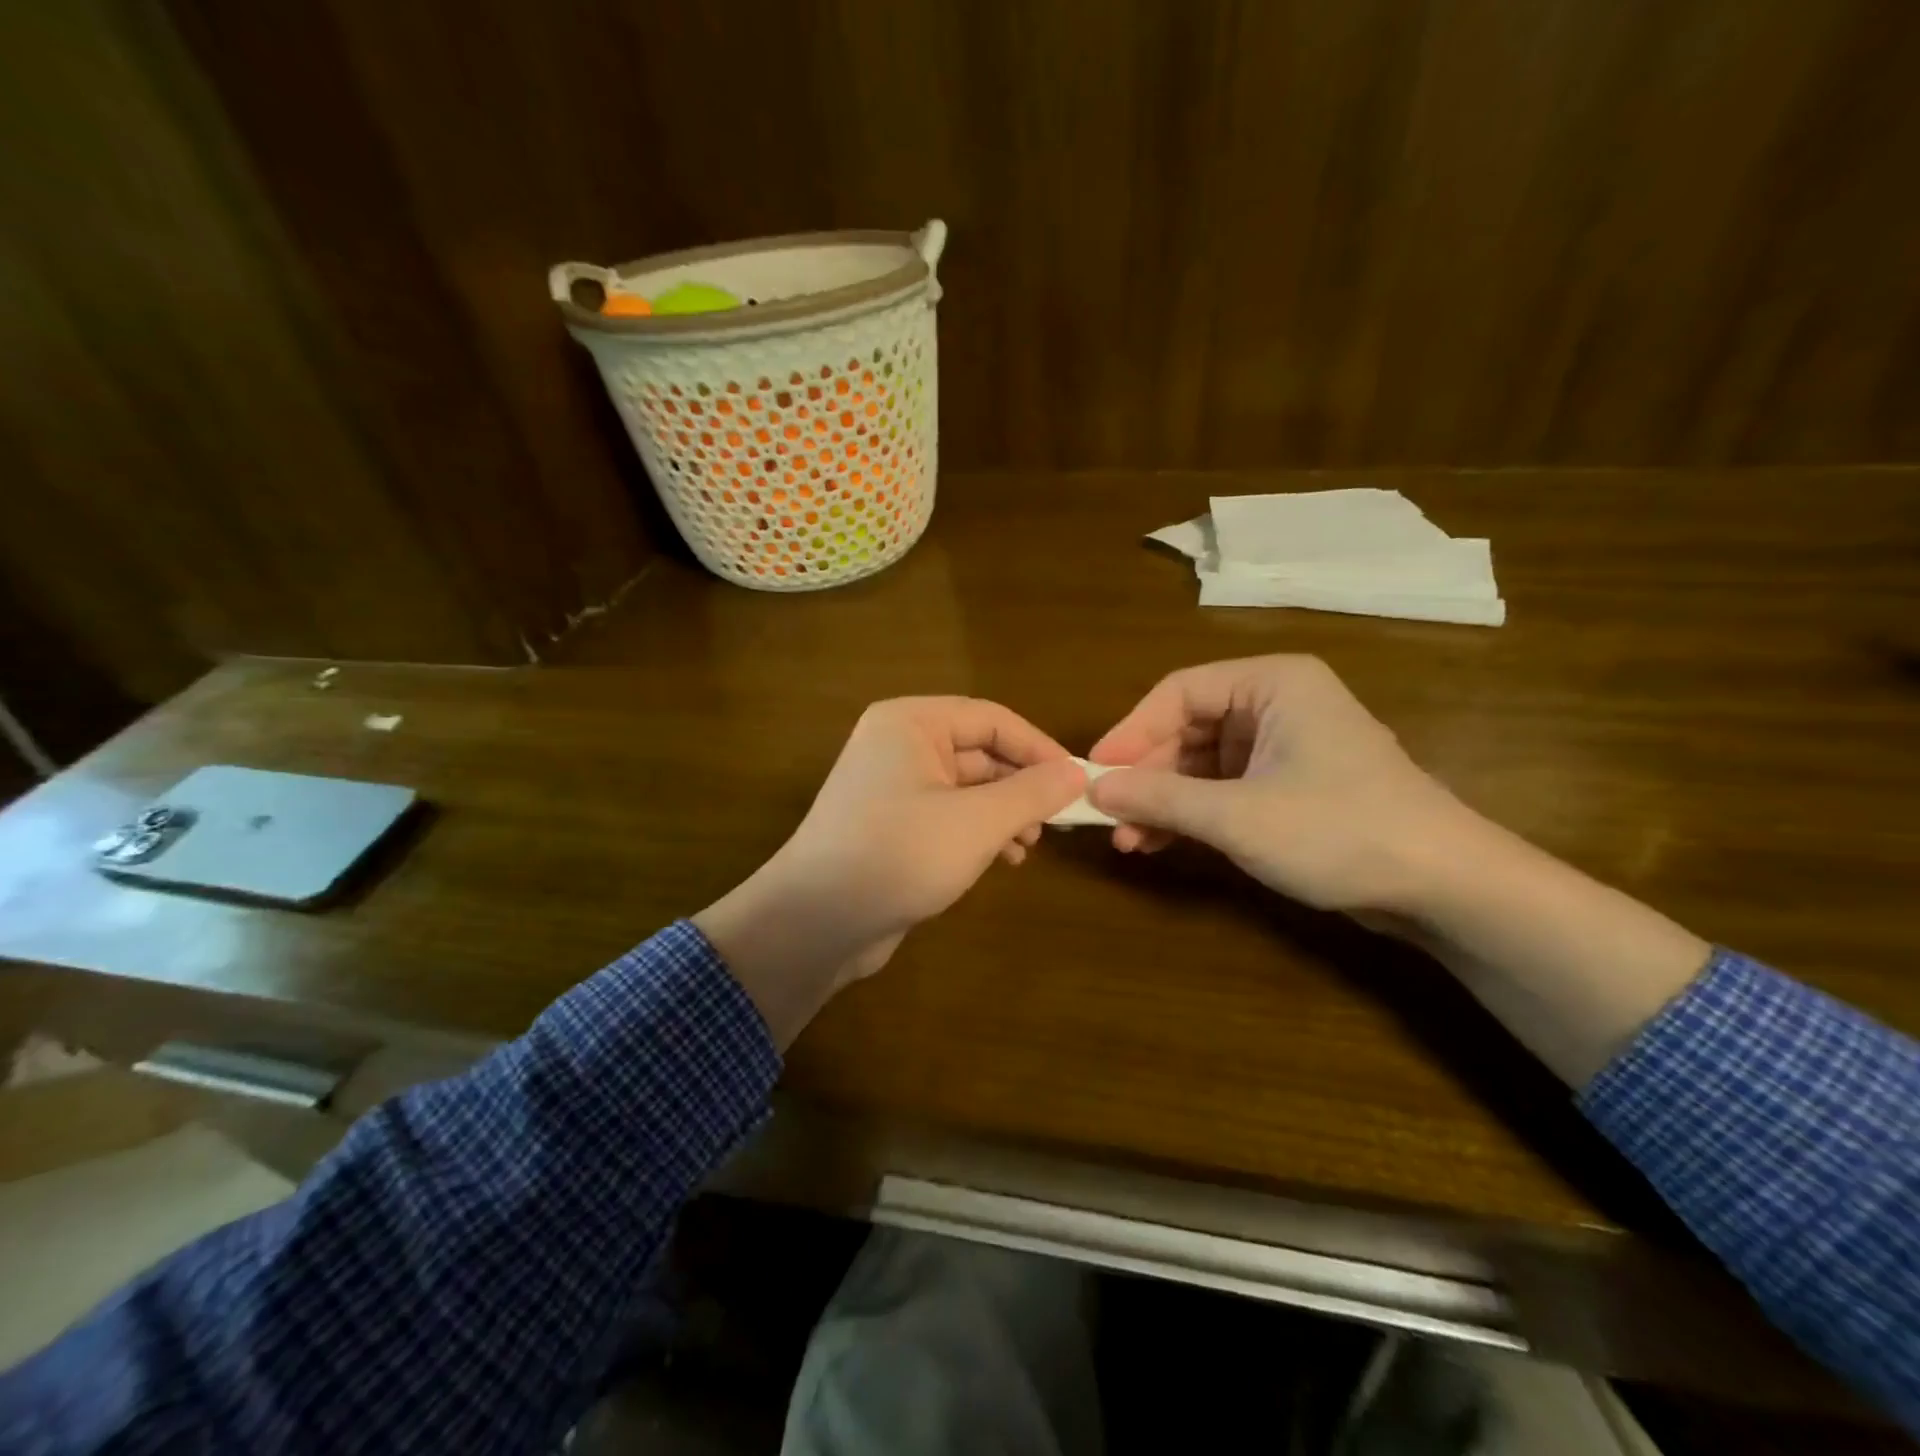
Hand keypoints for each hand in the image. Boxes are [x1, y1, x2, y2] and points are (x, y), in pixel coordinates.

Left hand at [695, 698, 1084, 1044]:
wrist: (815, 922)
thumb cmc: (898, 855)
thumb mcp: (976, 823)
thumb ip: (1031, 793)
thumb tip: (1077, 773)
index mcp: (911, 723)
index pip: (992, 719)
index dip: (1040, 748)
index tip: (1079, 781)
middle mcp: (899, 745)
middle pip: (980, 752)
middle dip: (1022, 785)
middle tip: (1060, 819)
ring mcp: (892, 786)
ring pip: (967, 787)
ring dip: (1005, 812)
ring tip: (1031, 843)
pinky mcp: (892, 825)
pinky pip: (948, 815)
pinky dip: (979, 831)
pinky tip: (1005, 859)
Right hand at [1087, 656, 1473, 914]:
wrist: (1444, 887)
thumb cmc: (1339, 830)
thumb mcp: (1238, 815)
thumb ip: (1161, 798)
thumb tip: (1095, 787)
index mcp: (1272, 683)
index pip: (1179, 692)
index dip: (1131, 732)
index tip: (1094, 772)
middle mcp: (1276, 704)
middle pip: (1187, 729)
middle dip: (1146, 776)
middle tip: (1107, 816)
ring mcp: (1284, 746)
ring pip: (1201, 763)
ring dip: (1163, 800)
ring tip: (1127, 840)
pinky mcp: (1288, 786)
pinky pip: (1222, 789)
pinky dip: (1191, 814)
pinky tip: (1158, 843)